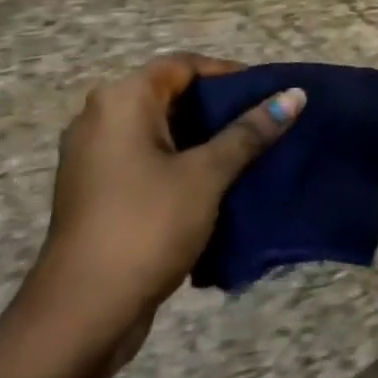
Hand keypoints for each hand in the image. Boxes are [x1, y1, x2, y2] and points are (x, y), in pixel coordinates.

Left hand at [23, 54, 304, 360]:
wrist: (83, 313)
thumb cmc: (147, 226)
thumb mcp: (207, 175)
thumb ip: (250, 132)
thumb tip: (295, 94)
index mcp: (121, 101)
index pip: (182, 65)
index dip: (228, 73)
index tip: (268, 93)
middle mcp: (99, 119)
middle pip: (170, 96)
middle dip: (219, 109)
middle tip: (265, 123)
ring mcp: (93, 158)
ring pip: (160, 132)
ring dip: (203, 140)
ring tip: (250, 153)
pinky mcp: (97, 192)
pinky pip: (146, 161)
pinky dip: (181, 164)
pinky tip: (217, 185)